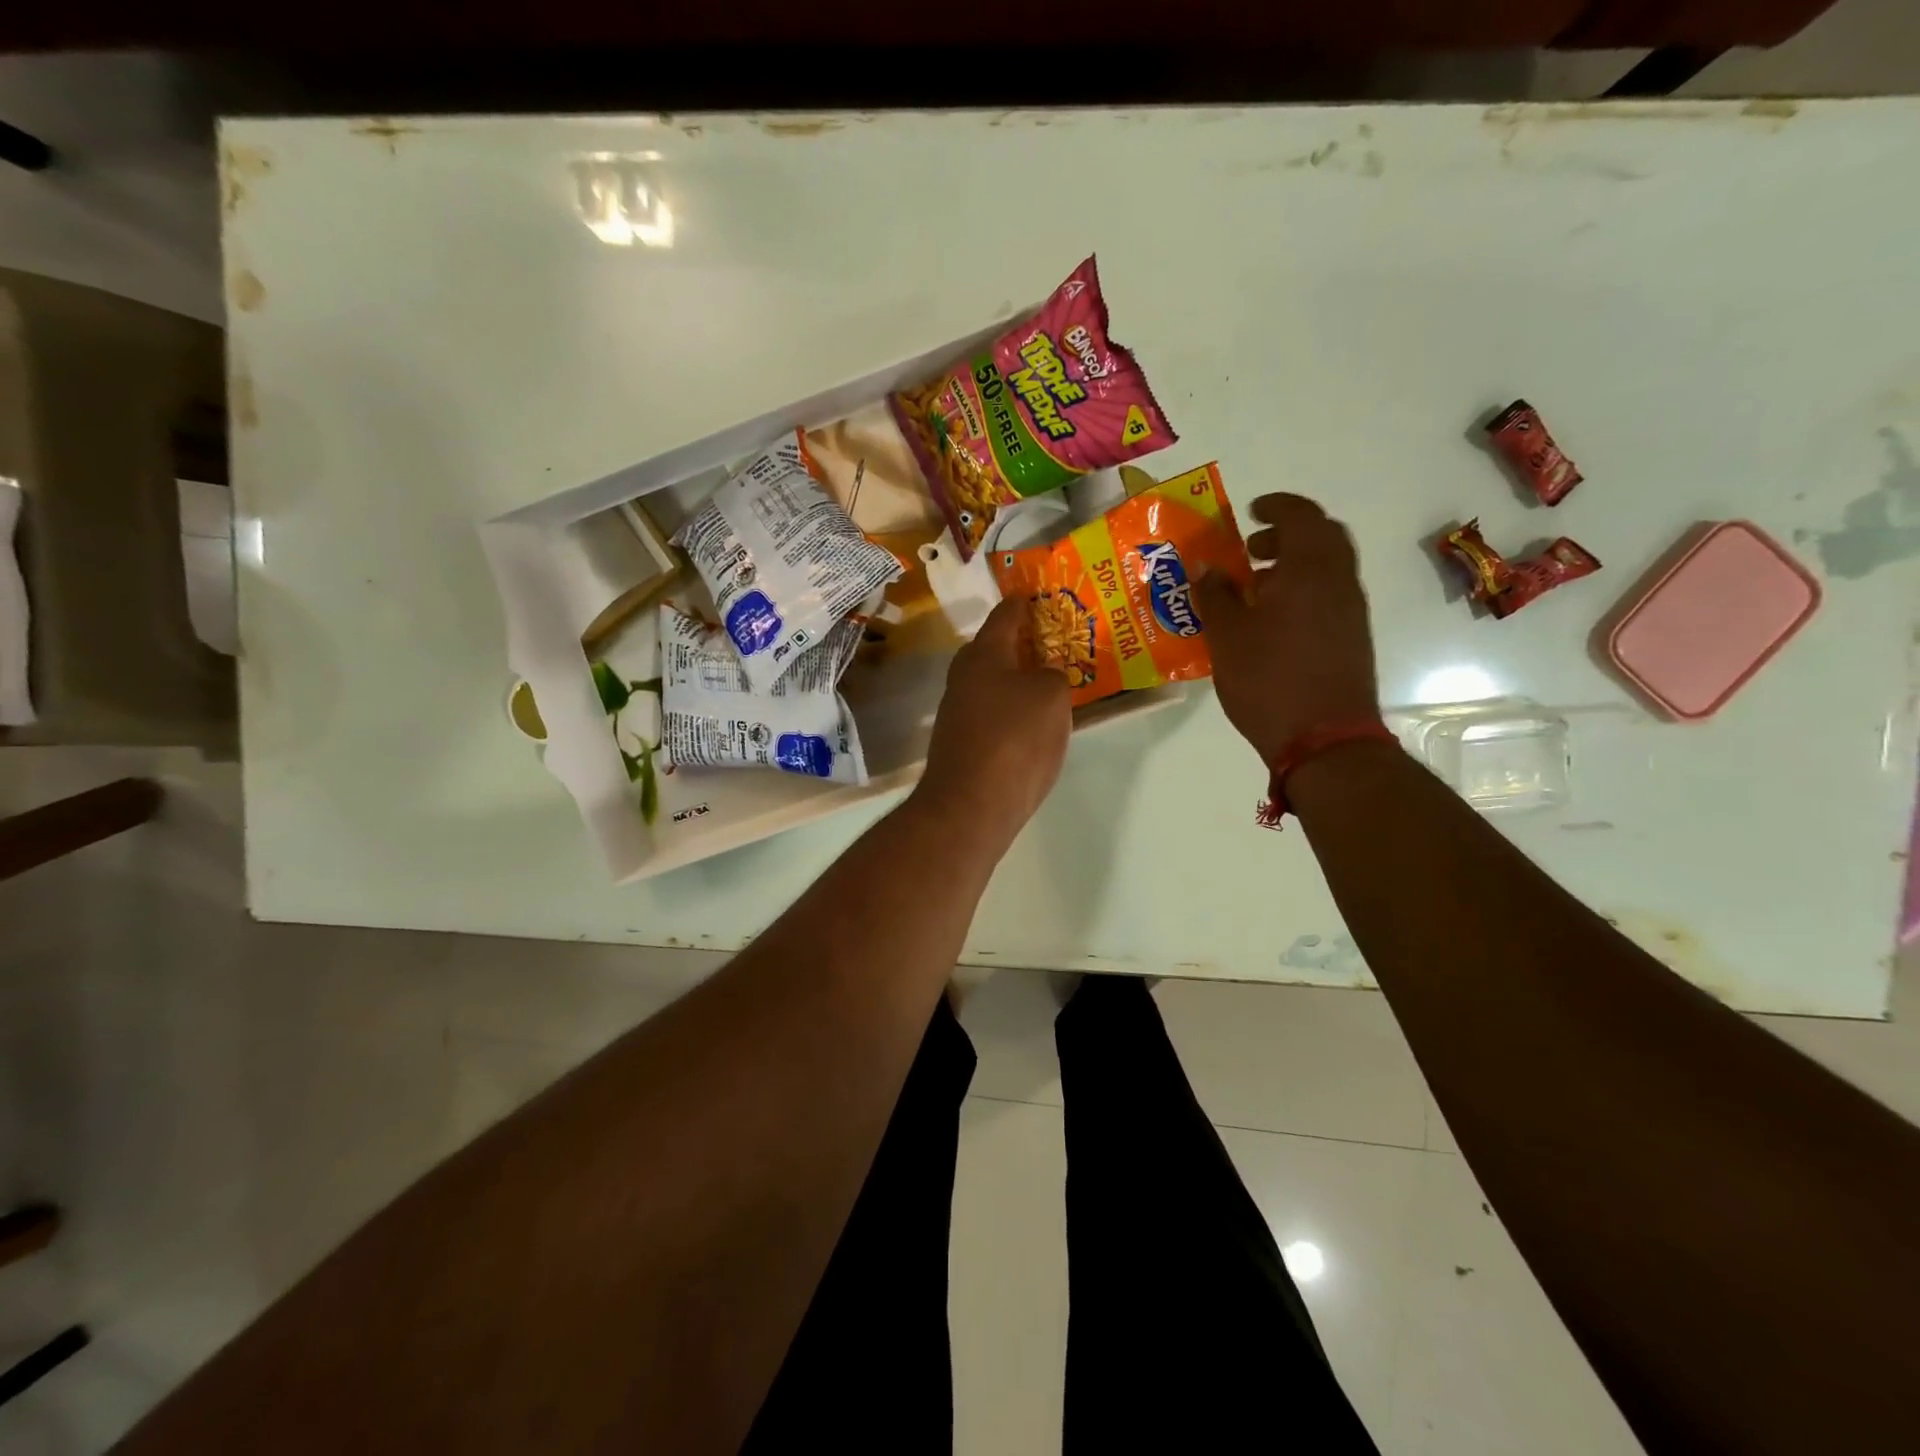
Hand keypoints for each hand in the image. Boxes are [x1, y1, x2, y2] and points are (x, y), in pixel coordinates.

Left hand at [915, 595, 1071, 844]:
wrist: (970, 805)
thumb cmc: (1014, 739)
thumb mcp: (1051, 696)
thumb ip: (1053, 674)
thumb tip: (1045, 674)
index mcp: (982, 653)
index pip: (1005, 614)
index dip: (1024, 602)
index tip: (1040, 595)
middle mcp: (963, 676)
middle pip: (996, 649)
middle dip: (1025, 644)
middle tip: (1058, 643)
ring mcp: (958, 711)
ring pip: (994, 683)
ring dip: (1020, 679)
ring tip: (1054, 682)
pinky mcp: (962, 743)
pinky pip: (993, 713)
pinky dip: (1013, 710)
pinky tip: (1034, 723)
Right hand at [1195, 493, 1380, 768]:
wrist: (1325, 740)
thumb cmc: (1269, 680)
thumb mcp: (1227, 637)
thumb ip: (1215, 595)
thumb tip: (1205, 567)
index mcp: (1310, 570)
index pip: (1301, 516)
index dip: (1276, 507)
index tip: (1250, 512)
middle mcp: (1339, 582)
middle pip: (1322, 539)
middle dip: (1287, 536)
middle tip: (1251, 551)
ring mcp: (1351, 612)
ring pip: (1327, 570)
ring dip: (1293, 567)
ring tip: (1253, 591)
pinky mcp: (1351, 639)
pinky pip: (1328, 598)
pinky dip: (1302, 593)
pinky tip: (1270, 624)